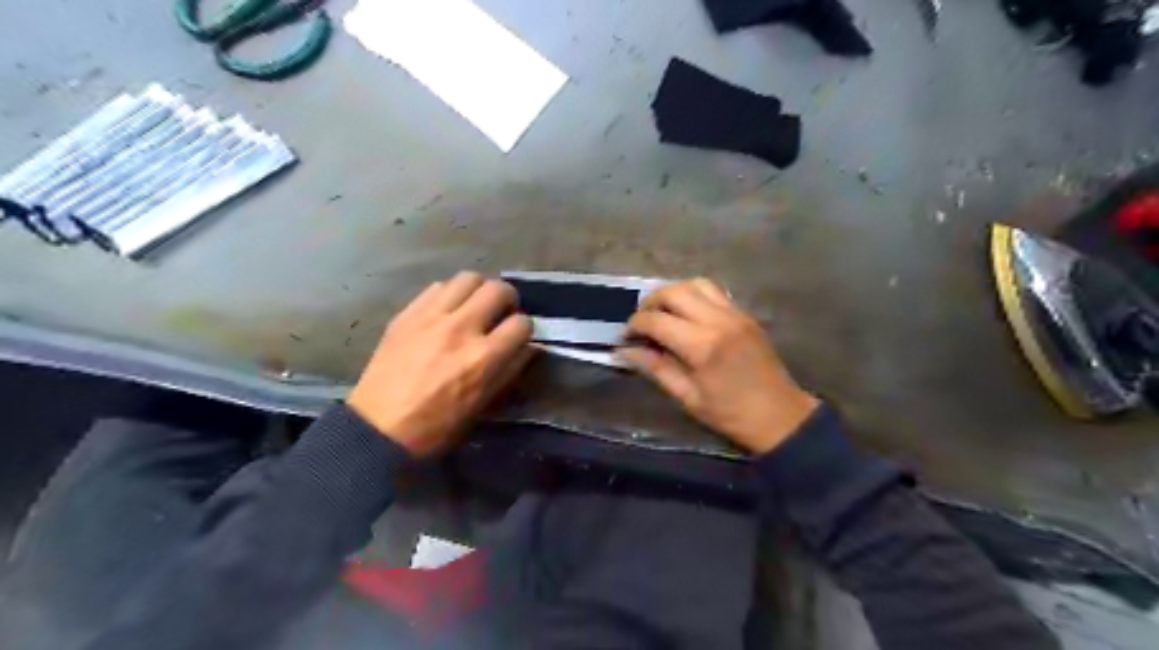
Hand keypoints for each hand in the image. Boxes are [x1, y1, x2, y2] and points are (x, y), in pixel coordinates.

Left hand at [346, 272, 536, 458]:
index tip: (517, 336)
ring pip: (468, 278)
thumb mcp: (484, 403)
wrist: (379, 427)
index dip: (524, 329)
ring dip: (478, 291)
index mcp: (483, 357)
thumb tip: (528, 346)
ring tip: (473, 306)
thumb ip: (510, 369)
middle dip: (507, 300)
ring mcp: (432, 317)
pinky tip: (446, 311)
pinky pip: (437, 287)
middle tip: (500, 313)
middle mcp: (461, 329)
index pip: (521, 323)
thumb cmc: (438, 425)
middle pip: (498, 289)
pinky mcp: (408, 313)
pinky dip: (449, 294)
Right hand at [620, 278, 818, 450]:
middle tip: (641, 322)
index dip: (634, 325)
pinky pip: (714, 292)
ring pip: (695, 284)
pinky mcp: (745, 314)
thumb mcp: (687, 398)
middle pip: (674, 291)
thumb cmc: (730, 414)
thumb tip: (624, 351)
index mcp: (702, 346)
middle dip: (650, 302)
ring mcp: (735, 313)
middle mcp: (718, 321)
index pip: (656, 320)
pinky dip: (694, 295)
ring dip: (673, 293)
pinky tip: (687, 315)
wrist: (780, 416)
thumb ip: (655, 368)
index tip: (626, 337)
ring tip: (662, 313)